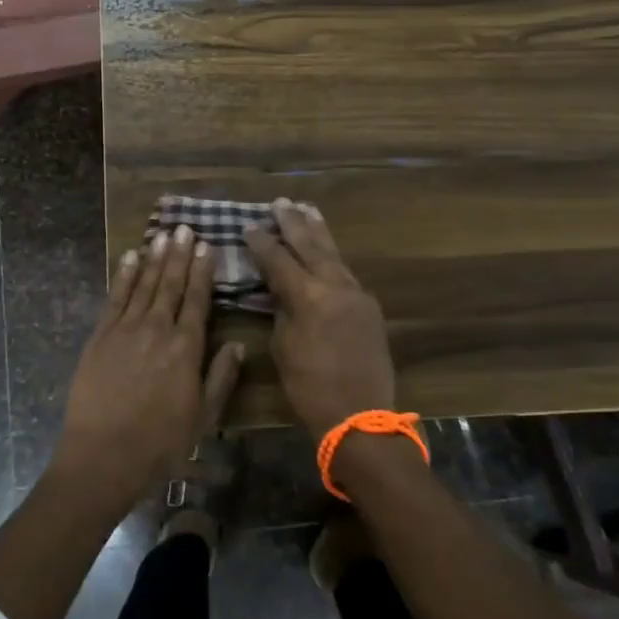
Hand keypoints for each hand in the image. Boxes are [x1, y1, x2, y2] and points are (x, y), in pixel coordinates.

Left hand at [53, 224, 244, 510]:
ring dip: (155, 258)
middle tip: (185, 228)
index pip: (197, 300)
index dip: (203, 271)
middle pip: (171, 284)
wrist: (104, 455)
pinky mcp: (101, 335)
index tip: (207, 246)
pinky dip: (124, 275)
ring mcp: (126, 329)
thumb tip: (237, 345)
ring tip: (163, 234)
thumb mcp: (203, 418)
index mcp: (186, 348)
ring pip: (145, 284)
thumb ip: (221, 378)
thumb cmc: (160, 444)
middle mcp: (158, 329)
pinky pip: (115, 297)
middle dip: (180, 254)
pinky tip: (131, 257)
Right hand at [244, 199, 395, 441]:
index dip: (262, 242)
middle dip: (294, 223)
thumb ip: (281, 310)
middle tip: (281, 202)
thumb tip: (279, 291)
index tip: (249, 226)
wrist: (361, 416)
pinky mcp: (368, 306)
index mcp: (308, 296)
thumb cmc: (310, 387)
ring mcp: (356, 293)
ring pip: (333, 254)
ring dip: (318, 232)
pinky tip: (325, 250)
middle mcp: (335, 286)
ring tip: (307, 210)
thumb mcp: (283, 347)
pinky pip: (345, 272)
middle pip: (311, 245)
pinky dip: (331, 256)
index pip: (279, 259)